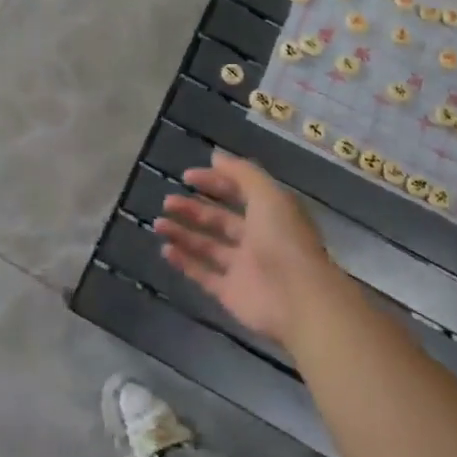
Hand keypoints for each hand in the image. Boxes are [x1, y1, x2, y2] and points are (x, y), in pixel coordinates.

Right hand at [154, 150, 333, 343]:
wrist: (298, 299)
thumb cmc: (284, 240)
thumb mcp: (268, 195)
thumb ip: (242, 173)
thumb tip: (215, 157)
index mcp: (271, 215)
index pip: (239, 193)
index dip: (215, 182)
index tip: (187, 176)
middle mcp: (257, 240)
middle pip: (220, 221)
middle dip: (193, 209)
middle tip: (167, 201)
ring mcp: (244, 268)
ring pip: (208, 247)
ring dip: (183, 234)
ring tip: (157, 223)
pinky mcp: (231, 293)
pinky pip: (204, 275)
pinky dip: (185, 263)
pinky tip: (165, 250)